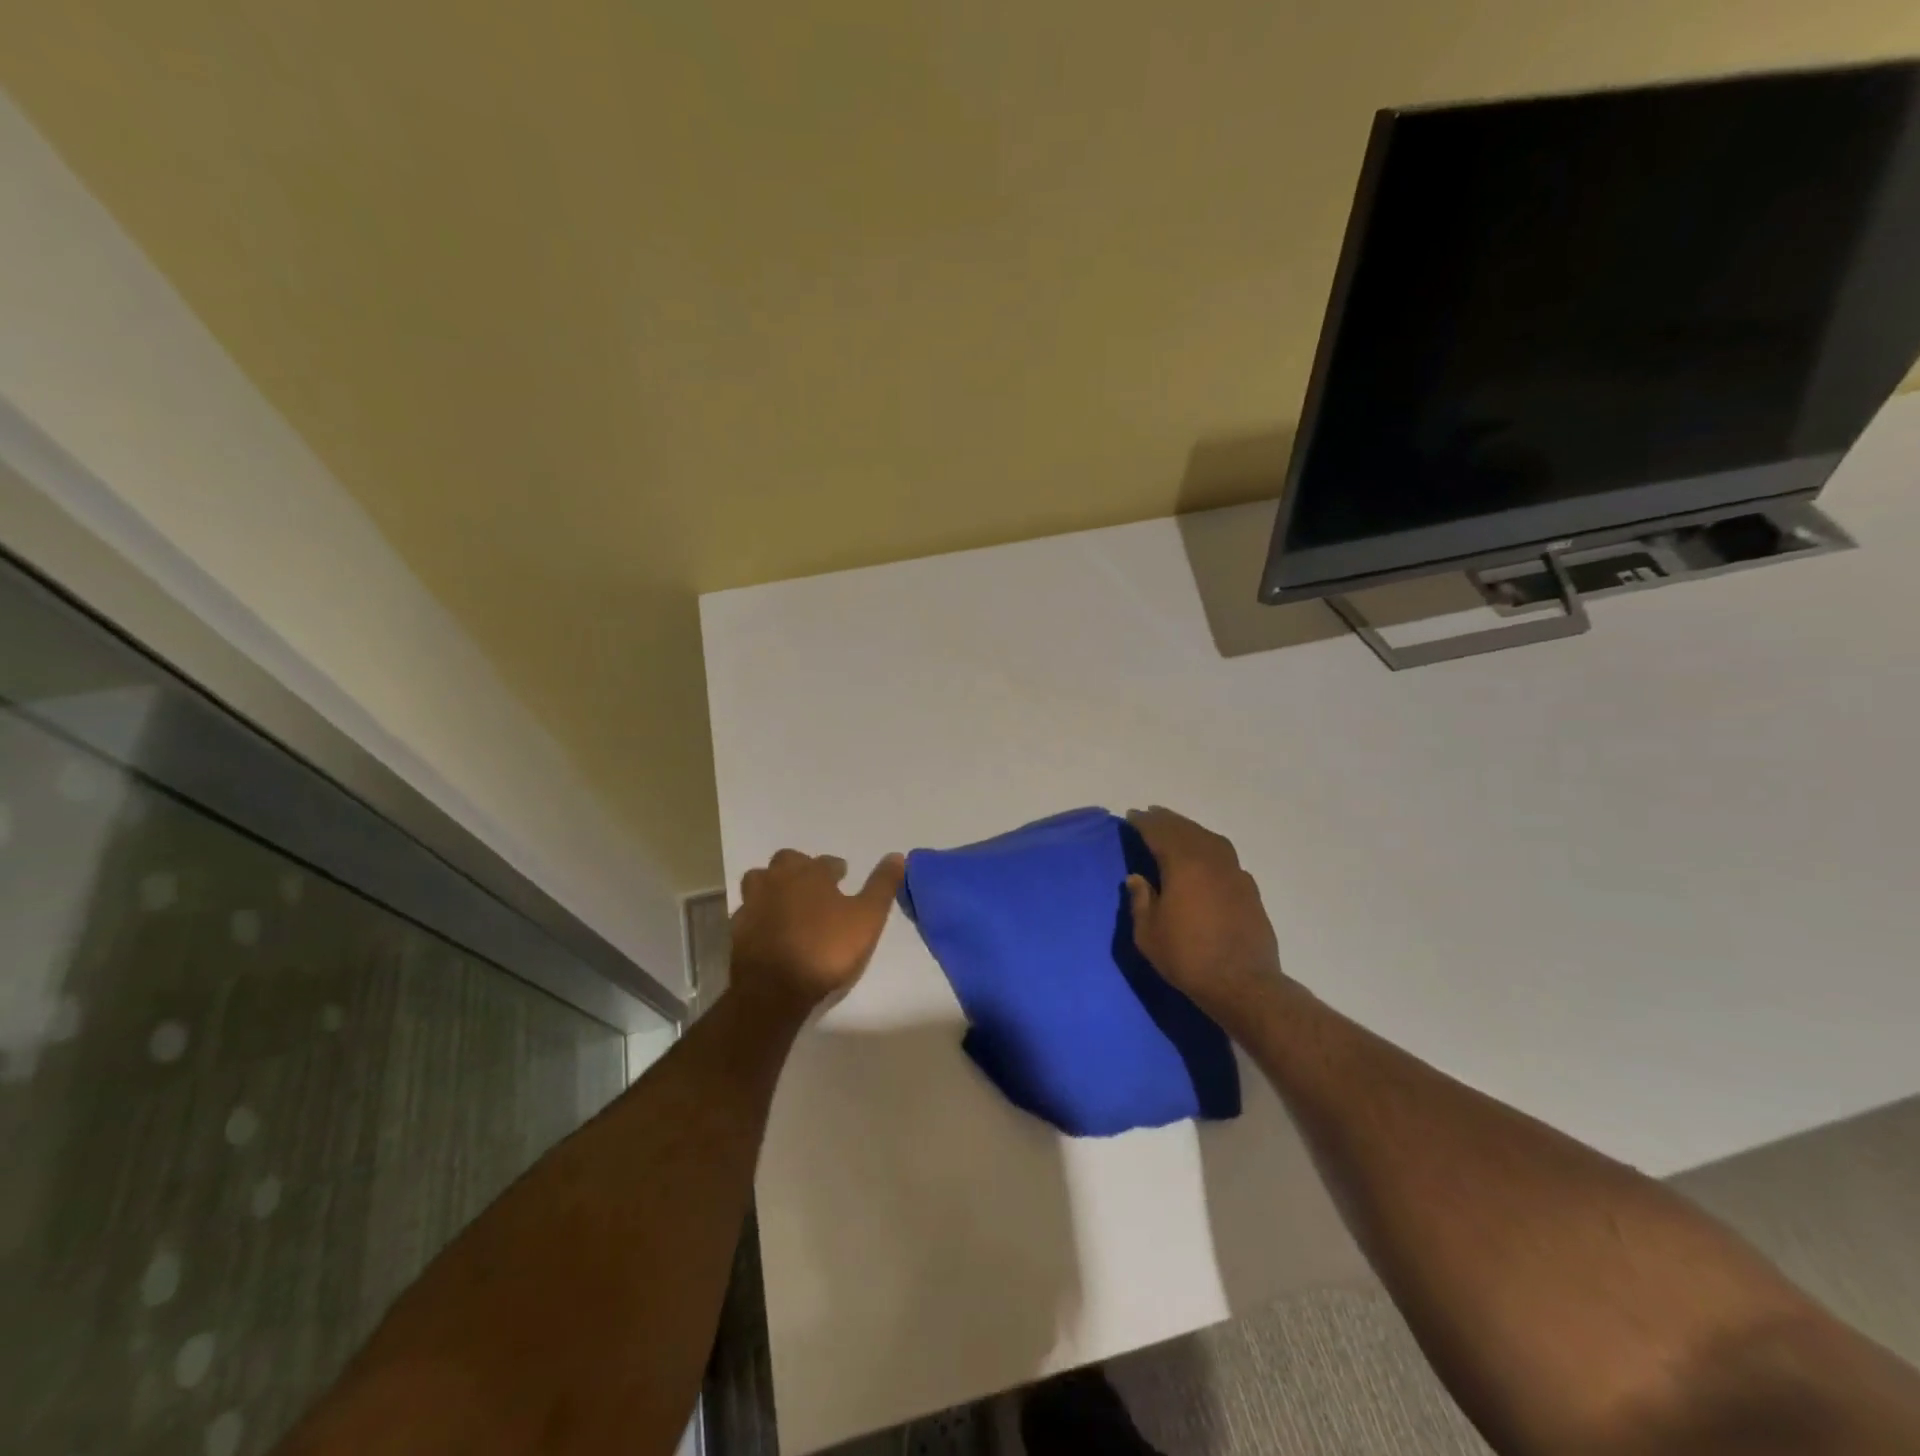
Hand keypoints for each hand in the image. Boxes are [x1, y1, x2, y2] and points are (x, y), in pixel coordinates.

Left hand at [729, 849, 905, 1016]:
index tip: (843, 877)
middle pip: (787, 861)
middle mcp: (779, 880)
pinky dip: (758, 913)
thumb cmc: (826, 949)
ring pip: (759, 880)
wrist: (775, 989)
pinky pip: (747, 911)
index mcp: (811, 874)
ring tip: (787, 900)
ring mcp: (754, 904)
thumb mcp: (867, 918)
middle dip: (800, 868)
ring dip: (773, 884)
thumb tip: (897, 855)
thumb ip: (882, 886)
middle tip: (813, 885)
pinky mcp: (737, 929)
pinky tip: (767, 927)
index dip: (836, 869)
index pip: (826, 862)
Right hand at [1126, 807, 1287, 1014]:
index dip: (1144, 823)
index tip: (1131, 815)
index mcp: (1184, 864)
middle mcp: (1211, 860)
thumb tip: (1137, 878)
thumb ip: (1141, 900)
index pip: (1160, 833)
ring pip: (1210, 839)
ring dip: (1190, 830)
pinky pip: (1225, 856)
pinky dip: (1210, 848)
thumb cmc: (1188, 957)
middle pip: (1186, 830)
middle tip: (1151, 815)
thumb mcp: (1149, 933)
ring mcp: (1235, 873)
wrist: (1244, 984)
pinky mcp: (1250, 890)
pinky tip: (1205, 859)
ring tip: (1177, 830)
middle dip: (1167, 820)